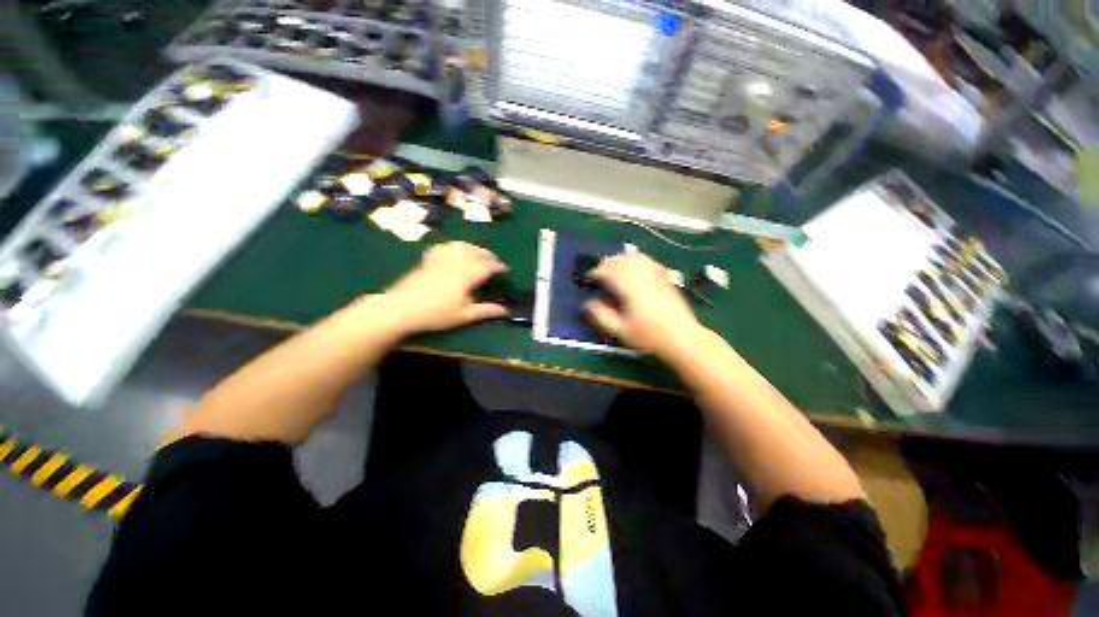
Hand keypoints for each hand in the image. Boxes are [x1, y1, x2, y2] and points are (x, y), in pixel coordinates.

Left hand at [385, 242, 508, 332]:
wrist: (401, 308)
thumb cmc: (436, 314)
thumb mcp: (464, 315)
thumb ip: (486, 311)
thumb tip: (505, 311)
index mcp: (467, 275)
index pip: (487, 266)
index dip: (498, 266)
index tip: (505, 270)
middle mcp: (456, 262)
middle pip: (476, 252)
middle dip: (488, 255)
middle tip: (495, 262)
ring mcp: (441, 258)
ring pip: (462, 246)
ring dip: (474, 248)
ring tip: (479, 254)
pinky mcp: (429, 259)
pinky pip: (445, 246)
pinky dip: (454, 246)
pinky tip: (454, 250)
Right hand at [584, 253, 706, 357]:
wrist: (684, 339)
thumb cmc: (650, 337)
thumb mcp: (621, 331)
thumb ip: (602, 316)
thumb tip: (587, 304)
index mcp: (631, 289)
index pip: (609, 270)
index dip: (596, 272)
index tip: (589, 279)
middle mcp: (643, 277)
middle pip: (621, 260)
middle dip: (606, 264)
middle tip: (598, 274)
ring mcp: (657, 275)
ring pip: (635, 257)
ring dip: (620, 259)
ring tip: (613, 268)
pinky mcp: (665, 277)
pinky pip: (648, 261)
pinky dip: (636, 260)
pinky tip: (633, 268)